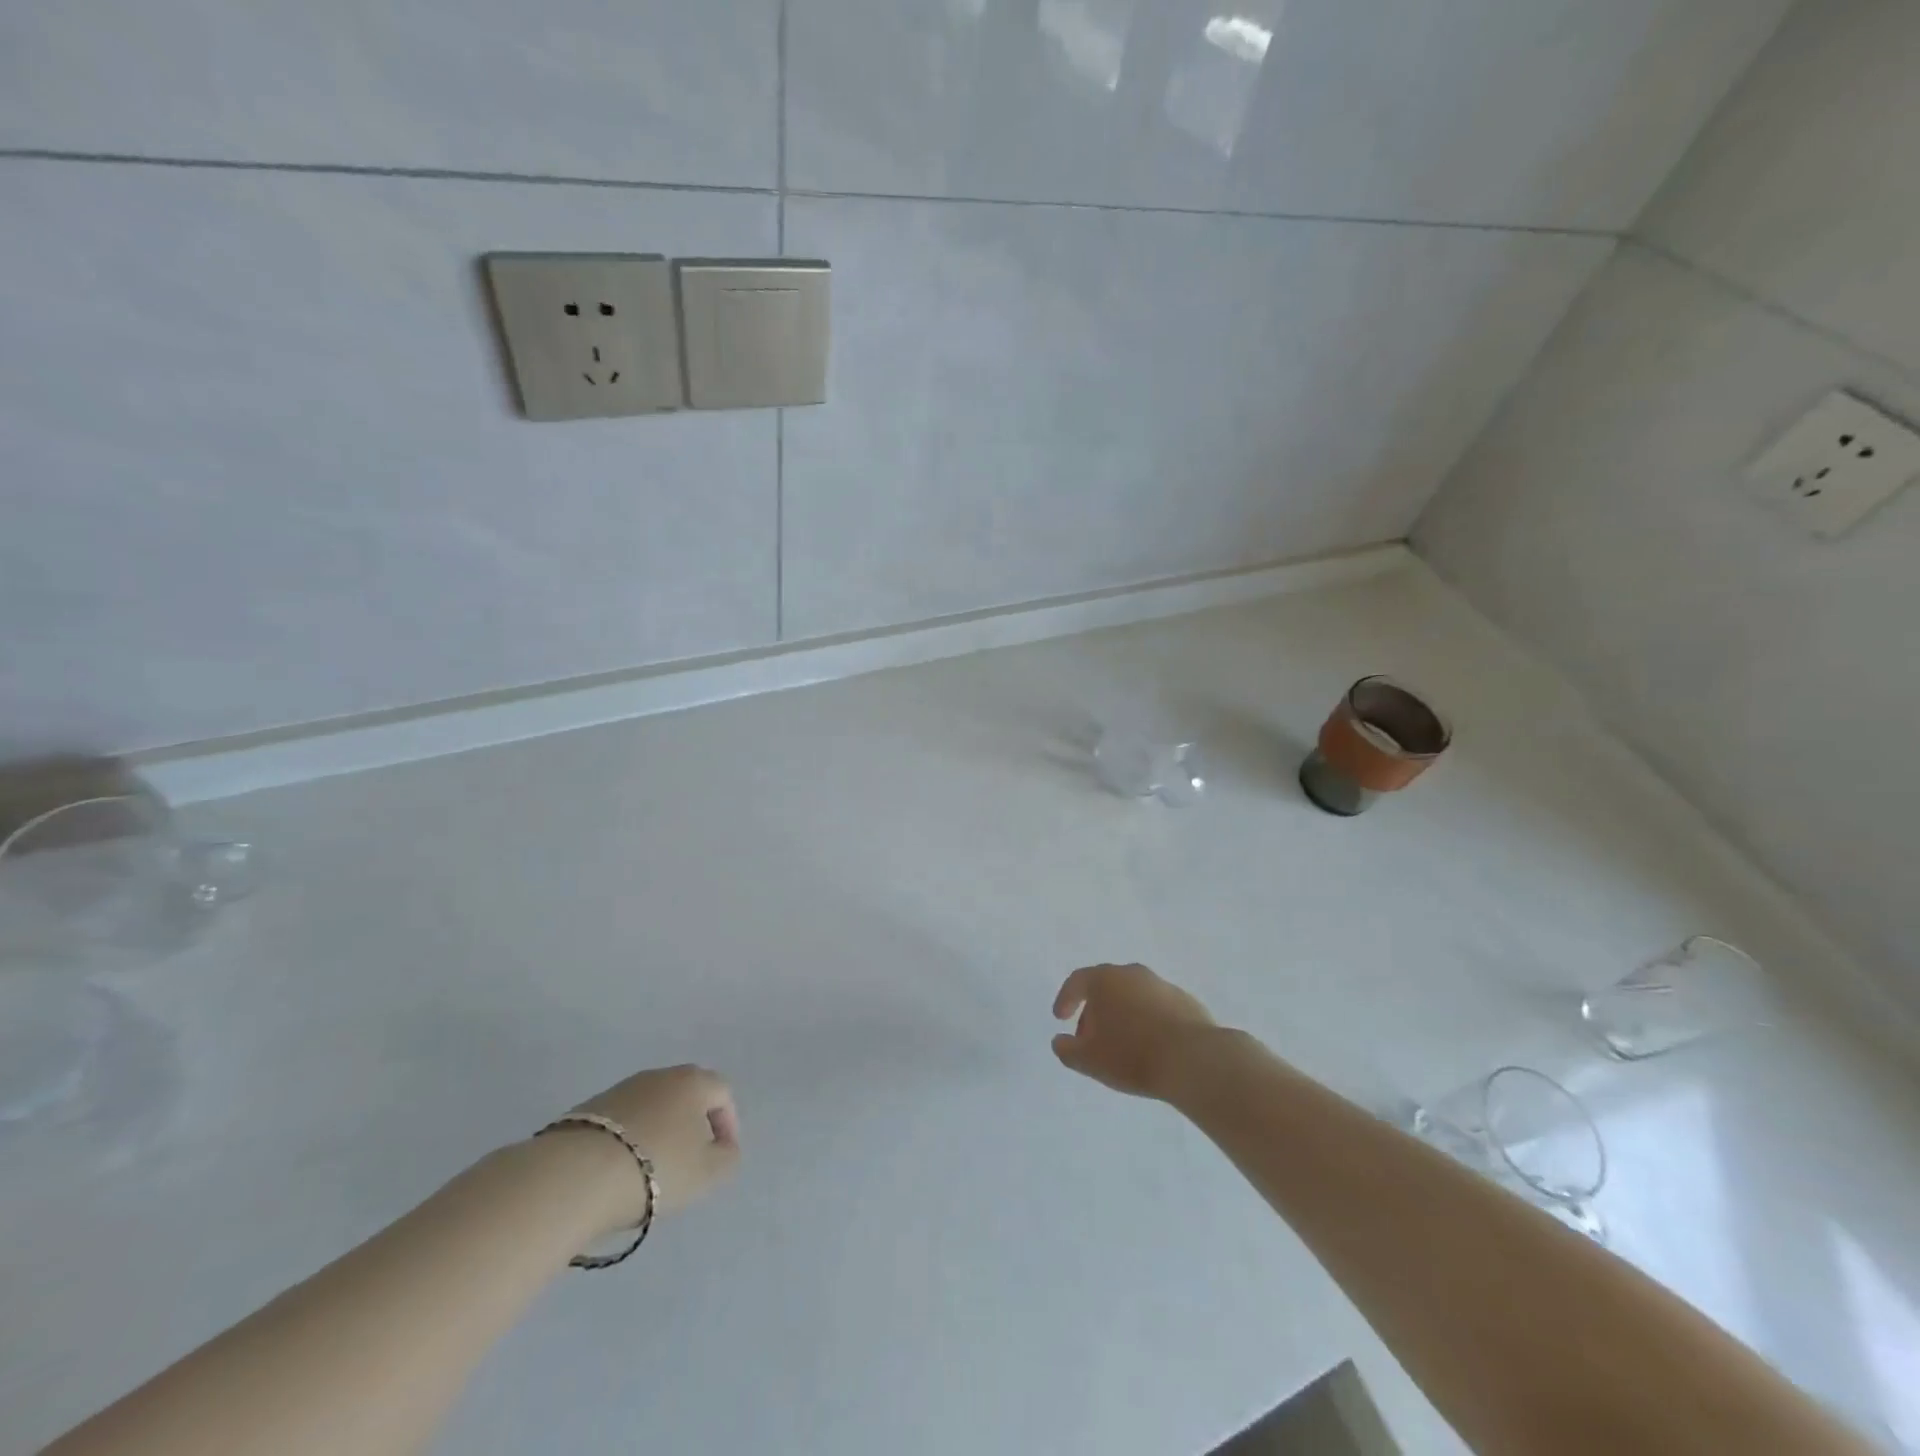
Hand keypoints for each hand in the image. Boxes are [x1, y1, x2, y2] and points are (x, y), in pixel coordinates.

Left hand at [568, 1065, 740, 1224]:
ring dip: (658, 1132)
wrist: (576, 1175)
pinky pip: (622, 1122)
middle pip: (686, 1095)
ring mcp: (621, 1089)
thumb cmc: (657, 1168)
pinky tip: (620, 1170)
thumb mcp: (708, 1173)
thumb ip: (727, 1158)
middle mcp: (660, 1076)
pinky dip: (628, 1140)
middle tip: (689, 1160)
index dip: (728, 1124)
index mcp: (694, 1081)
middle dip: (692, 1125)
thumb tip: (724, 1149)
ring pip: (652, 1107)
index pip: (722, 1093)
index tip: (722, 1156)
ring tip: (651, 1171)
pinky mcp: (588, 1109)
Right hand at [1051, 963, 1217, 1099]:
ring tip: (1122, 1046)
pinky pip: (1157, 1008)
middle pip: (1106, 986)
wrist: (1194, 1060)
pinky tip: (1150, 1047)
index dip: (1066, 999)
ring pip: (1133, 996)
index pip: (1077, 981)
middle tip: (1090, 1038)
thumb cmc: (1132, 1055)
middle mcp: (1133, 974)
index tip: (1061, 1018)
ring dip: (1123, 1015)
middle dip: (1094, 1011)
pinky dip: (1148, 1021)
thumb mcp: (1089, 1060)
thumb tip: (1060, 1041)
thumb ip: (1067, 1050)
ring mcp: (1162, 985)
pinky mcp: (1186, 1002)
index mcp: (1105, 980)